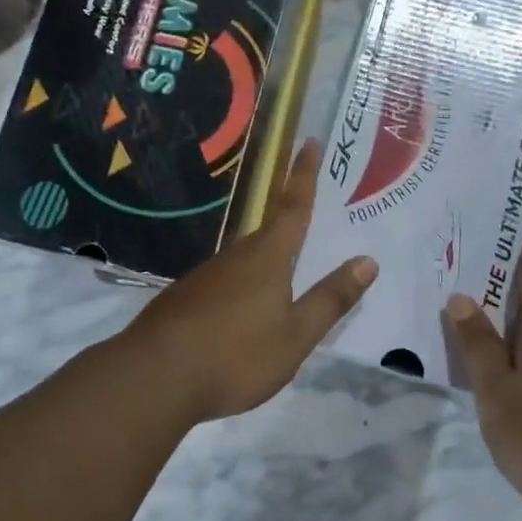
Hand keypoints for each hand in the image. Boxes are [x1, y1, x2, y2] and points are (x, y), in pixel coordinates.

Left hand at [127, 138, 377, 421]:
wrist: (154, 377)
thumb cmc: (235, 356)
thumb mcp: (295, 336)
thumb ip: (331, 299)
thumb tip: (367, 261)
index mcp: (267, 259)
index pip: (293, 208)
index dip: (303, 175)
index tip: (308, 142)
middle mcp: (235, 258)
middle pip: (268, 234)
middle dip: (287, 224)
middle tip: (306, 222)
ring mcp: (205, 278)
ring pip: (243, 261)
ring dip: (263, 264)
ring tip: (279, 285)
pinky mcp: (184, 299)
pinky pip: (223, 284)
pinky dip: (240, 290)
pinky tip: (239, 316)